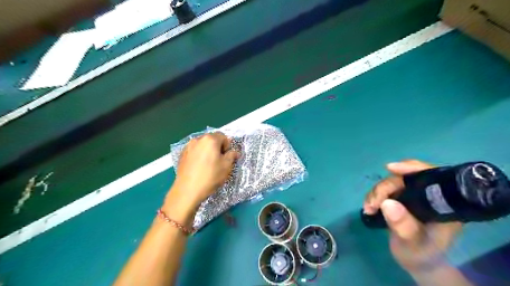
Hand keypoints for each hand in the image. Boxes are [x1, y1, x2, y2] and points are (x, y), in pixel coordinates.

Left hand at [168, 132, 237, 207]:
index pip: (223, 136)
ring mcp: (188, 146)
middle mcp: (198, 139)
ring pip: (202, 145)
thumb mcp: (226, 166)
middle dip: (217, 147)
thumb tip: (235, 152)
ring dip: (208, 151)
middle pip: (212, 139)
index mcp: (210, 139)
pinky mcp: (182, 154)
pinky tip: (199, 167)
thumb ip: (232, 156)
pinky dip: (199, 155)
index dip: (227, 146)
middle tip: (219, 161)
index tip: (226, 158)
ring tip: (208, 164)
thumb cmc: (210, 176)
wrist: (188, 190)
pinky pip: (194, 151)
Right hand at [362, 159, 462, 273]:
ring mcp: (414, 195)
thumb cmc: (421, 254)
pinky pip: (385, 189)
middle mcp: (430, 194)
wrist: (417, 261)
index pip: (432, 176)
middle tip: (372, 203)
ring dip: (376, 192)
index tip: (391, 168)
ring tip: (368, 208)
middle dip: (385, 187)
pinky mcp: (401, 198)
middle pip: (405, 178)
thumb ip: (404, 227)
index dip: (412, 168)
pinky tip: (369, 206)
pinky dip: (374, 195)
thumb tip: (388, 203)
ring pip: (392, 182)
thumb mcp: (413, 244)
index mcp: (444, 203)